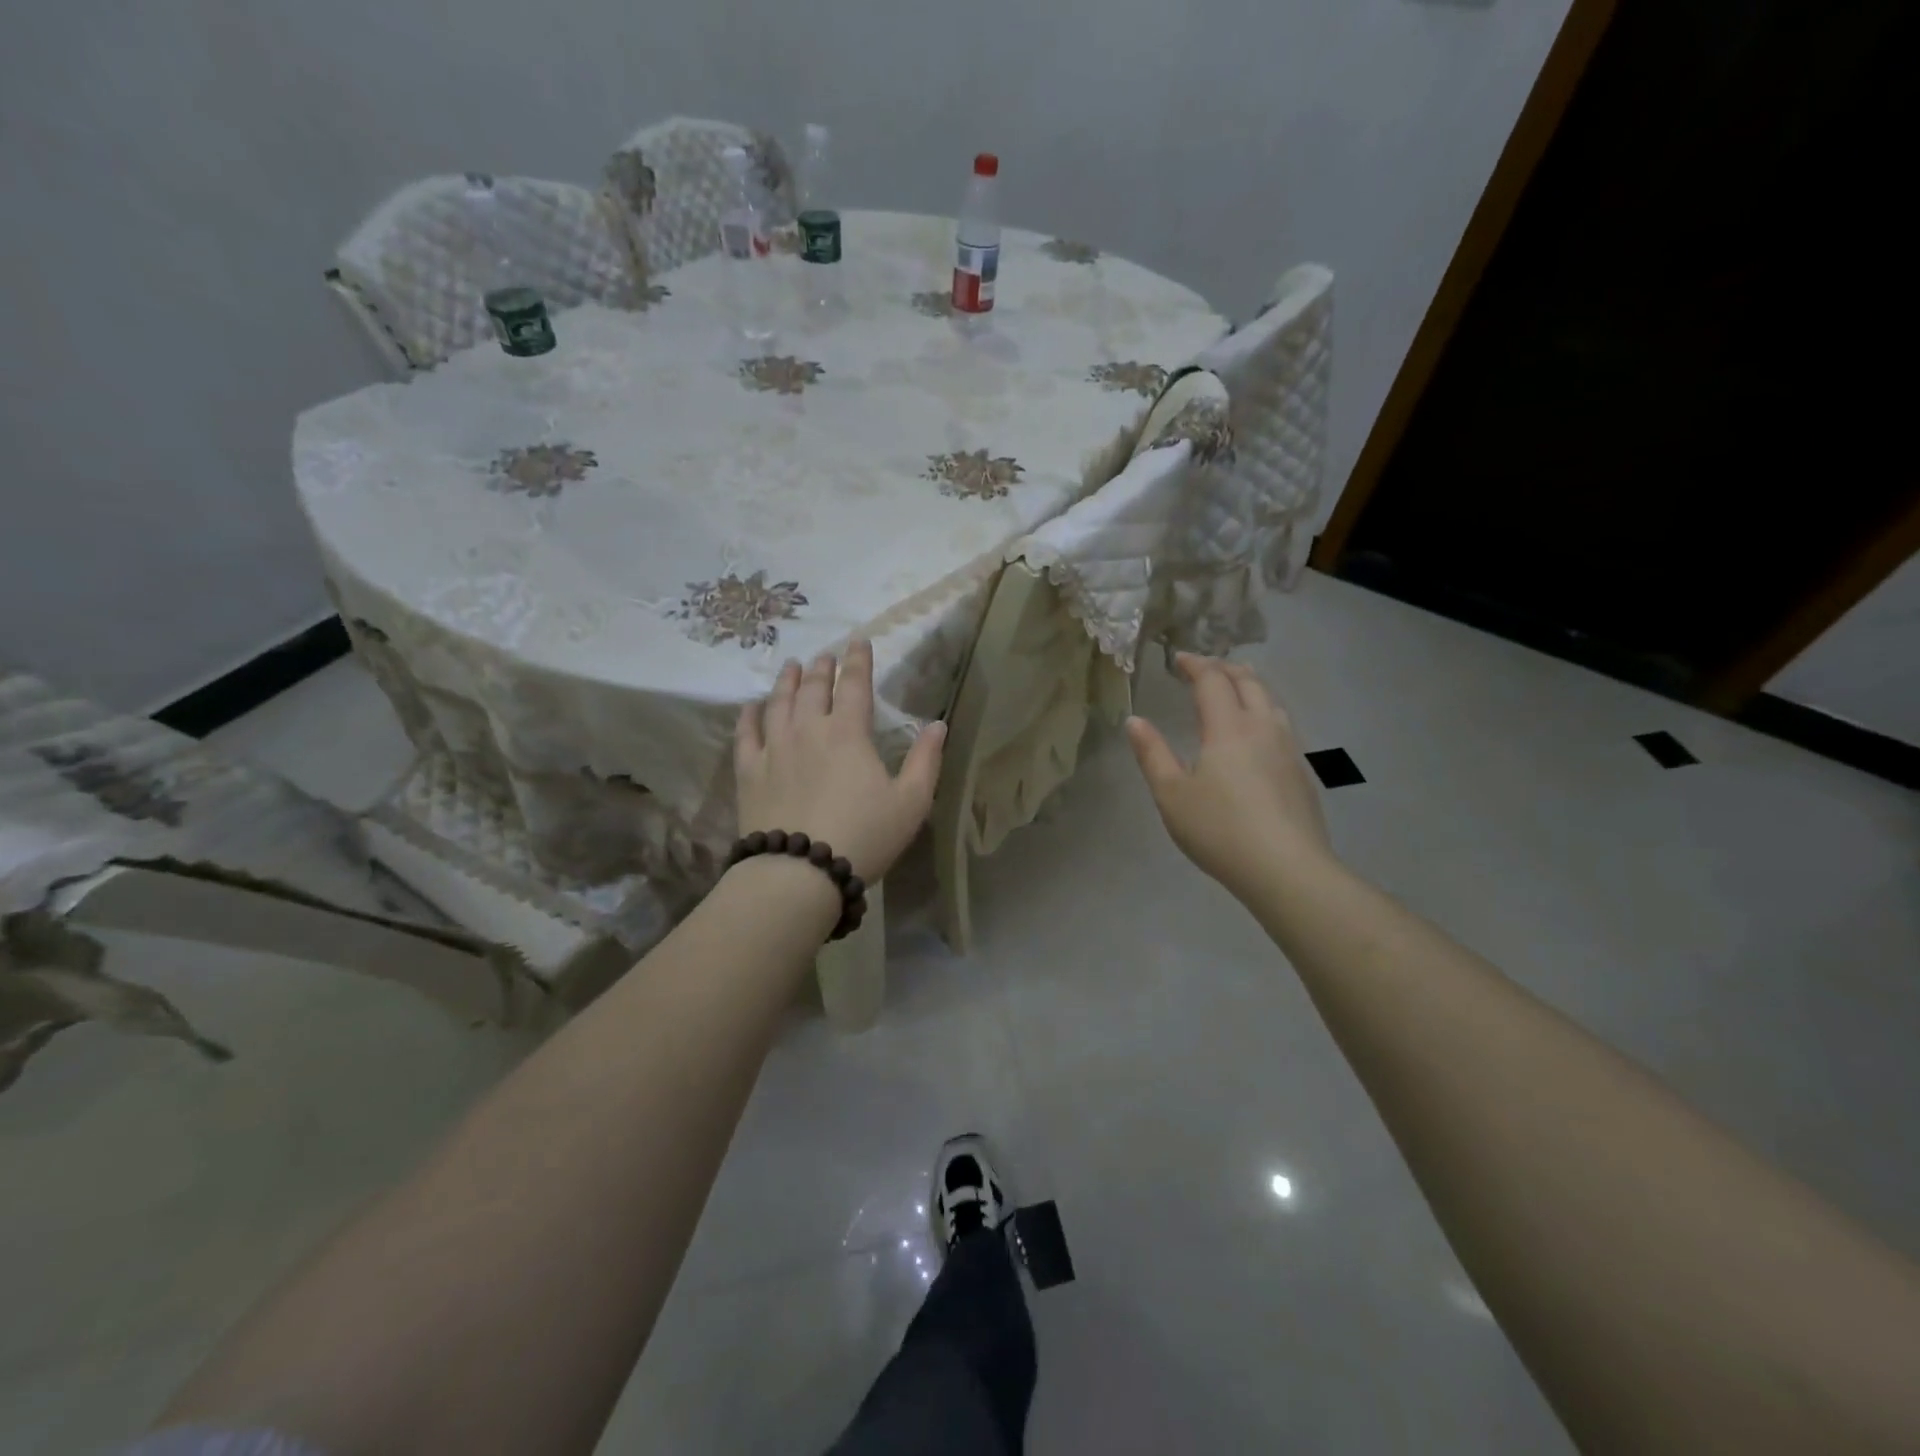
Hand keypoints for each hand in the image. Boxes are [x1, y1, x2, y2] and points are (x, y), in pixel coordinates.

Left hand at [734, 640, 945, 883]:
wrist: (799, 872)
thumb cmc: (864, 836)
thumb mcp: (911, 803)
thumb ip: (926, 760)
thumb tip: (938, 725)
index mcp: (848, 733)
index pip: (854, 685)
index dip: (858, 660)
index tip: (859, 641)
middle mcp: (808, 730)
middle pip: (813, 688)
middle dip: (821, 667)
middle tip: (825, 655)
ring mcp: (774, 748)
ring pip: (778, 703)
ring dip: (786, 681)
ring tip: (791, 666)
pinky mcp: (749, 771)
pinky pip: (746, 733)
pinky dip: (750, 715)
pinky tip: (752, 706)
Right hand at [1126, 653, 1332, 898]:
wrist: (1286, 869)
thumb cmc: (1219, 830)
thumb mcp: (1171, 794)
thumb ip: (1152, 754)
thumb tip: (1135, 721)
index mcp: (1228, 728)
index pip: (1212, 681)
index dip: (1194, 664)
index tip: (1178, 659)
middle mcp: (1263, 727)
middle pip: (1248, 682)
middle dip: (1224, 668)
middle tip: (1204, 668)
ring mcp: (1289, 748)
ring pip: (1271, 700)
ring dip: (1250, 685)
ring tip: (1235, 688)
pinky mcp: (1301, 771)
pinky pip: (1282, 723)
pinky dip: (1265, 710)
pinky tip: (1259, 732)